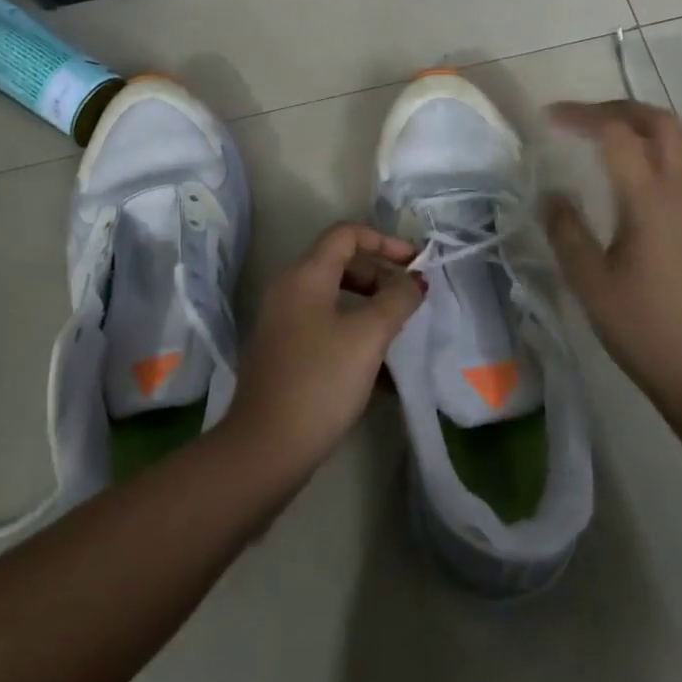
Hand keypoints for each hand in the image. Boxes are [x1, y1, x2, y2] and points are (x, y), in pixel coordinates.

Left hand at [223, 223, 425, 475]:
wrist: (266, 447)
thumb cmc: (321, 380)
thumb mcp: (368, 336)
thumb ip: (397, 300)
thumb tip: (414, 281)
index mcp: (305, 275)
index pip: (346, 234)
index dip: (384, 241)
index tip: (415, 264)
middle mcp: (288, 289)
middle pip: (340, 262)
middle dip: (379, 274)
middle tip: (409, 298)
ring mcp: (282, 321)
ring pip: (333, 296)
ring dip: (369, 304)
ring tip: (399, 329)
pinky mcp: (283, 351)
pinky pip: (324, 324)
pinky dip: (353, 330)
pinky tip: (378, 364)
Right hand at [543, 100, 681, 416]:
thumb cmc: (642, 327)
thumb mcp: (589, 281)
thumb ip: (565, 230)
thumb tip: (552, 193)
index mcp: (649, 198)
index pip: (614, 133)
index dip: (580, 116)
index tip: (549, 118)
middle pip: (658, 121)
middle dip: (618, 109)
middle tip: (585, 119)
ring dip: (655, 122)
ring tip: (624, 134)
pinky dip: (681, 145)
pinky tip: (663, 168)